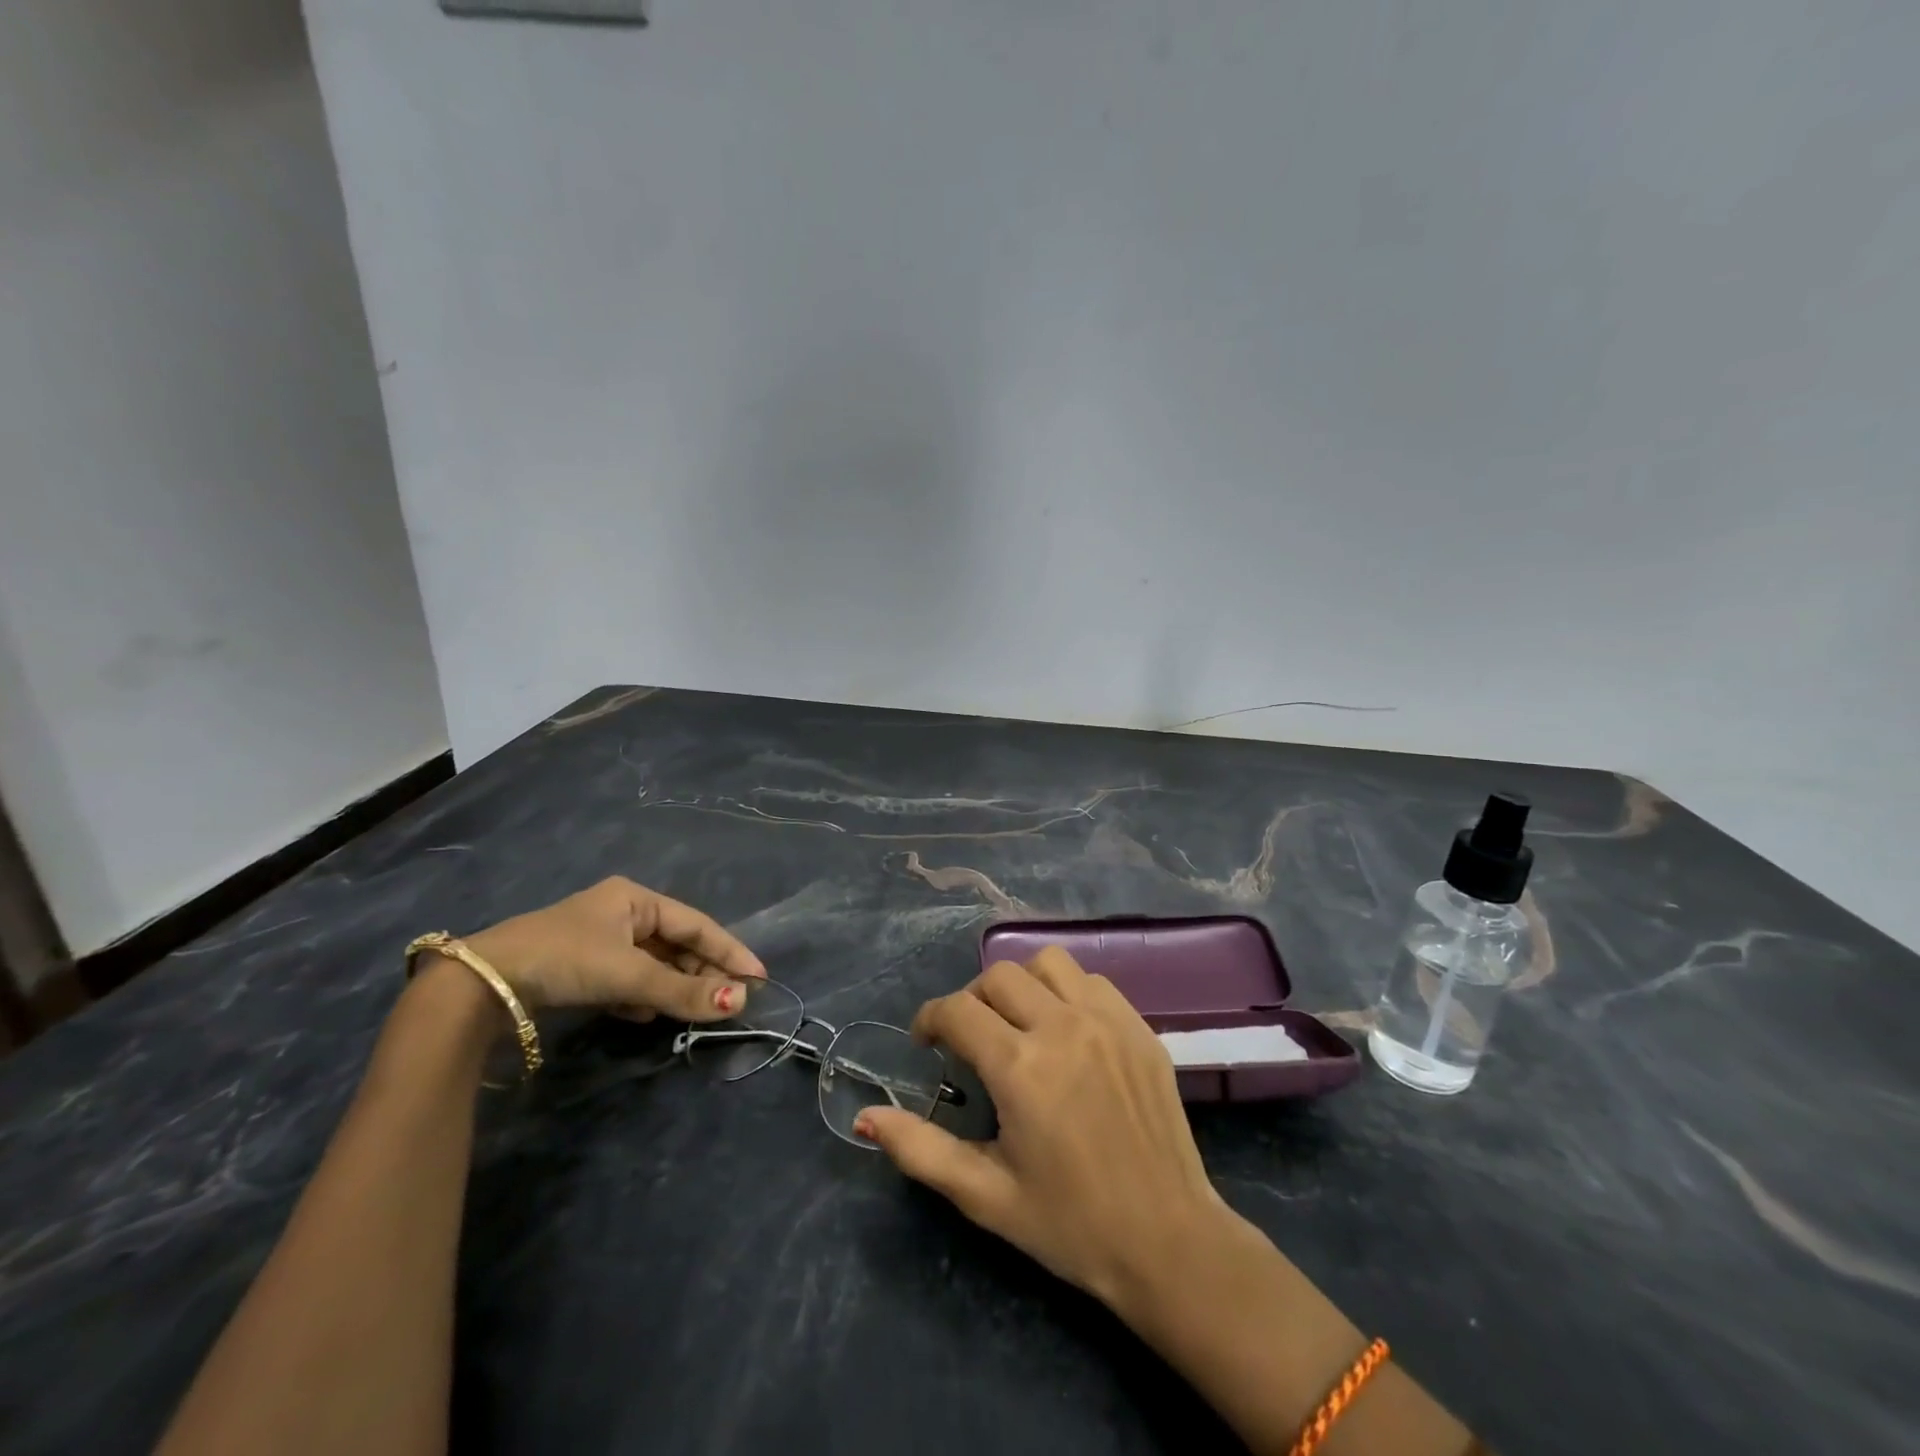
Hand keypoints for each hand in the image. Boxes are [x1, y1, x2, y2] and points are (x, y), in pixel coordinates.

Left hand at [460, 876, 764, 1021]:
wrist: (480, 984)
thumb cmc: (565, 959)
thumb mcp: (629, 975)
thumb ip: (683, 991)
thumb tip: (740, 1003)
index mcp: (636, 898)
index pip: (697, 925)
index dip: (730, 951)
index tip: (758, 976)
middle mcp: (621, 913)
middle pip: (676, 945)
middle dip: (702, 973)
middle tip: (731, 1001)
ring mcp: (599, 941)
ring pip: (653, 964)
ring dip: (674, 987)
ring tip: (698, 1010)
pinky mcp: (580, 969)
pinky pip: (628, 980)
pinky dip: (643, 997)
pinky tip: (648, 1016)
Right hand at [856, 947, 1229, 1310]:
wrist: (1168, 1242)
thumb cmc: (1069, 1224)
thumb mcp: (984, 1195)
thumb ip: (920, 1149)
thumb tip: (866, 1116)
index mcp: (1020, 1067)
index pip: (957, 1009)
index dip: (930, 1019)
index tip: (927, 1042)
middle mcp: (1062, 1027)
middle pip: (998, 976)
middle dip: (973, 1001)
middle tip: (972, 1040)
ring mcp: (1107, 1021)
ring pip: (1048, 963)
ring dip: (1023, 984)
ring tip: (1021, 1023)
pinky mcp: (1139, 1027)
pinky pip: (1093, 981)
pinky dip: (1068, 992)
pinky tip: (1068, 1031)